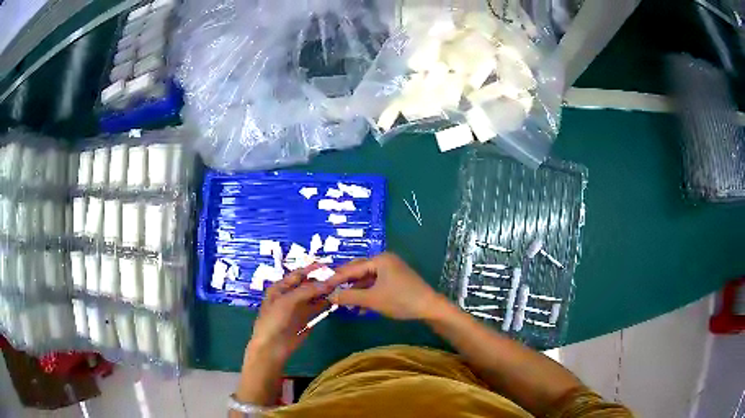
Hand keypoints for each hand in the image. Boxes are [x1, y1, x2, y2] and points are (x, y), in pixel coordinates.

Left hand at [248, 265, 332, 362]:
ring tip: (340, 288)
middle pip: (307, 285)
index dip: (311, 269)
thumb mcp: (288, 301)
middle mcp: (289, 296)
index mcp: (280, 288)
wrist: (272, 347)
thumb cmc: (274, 320)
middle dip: (321, 281)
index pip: (297, 274)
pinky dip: (325, 304)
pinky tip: (335, 301)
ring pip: (313, 297)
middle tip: (338, 278)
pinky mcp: (305, 320)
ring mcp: (297, 308)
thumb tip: (329, 282)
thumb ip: (307, 290)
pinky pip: (316, 309)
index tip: (328, 265)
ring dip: (324, 293)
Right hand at [325, 253, 443, 319]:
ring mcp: (391, 271)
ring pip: (367, 280)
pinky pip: (376, 285)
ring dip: (356, 292)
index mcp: (380, 260)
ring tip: (343, 303)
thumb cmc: (400, 300)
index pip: (352, 268)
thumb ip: (349, 297)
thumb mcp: (372, 299)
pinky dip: (368, 295)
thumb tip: (329, 296)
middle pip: (359, 272)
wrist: (430, 308)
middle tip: (330, 293)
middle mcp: (385, 261)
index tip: (322, 286)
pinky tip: (360, 308)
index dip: (336, 278)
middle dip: (346, 284)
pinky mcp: (396, 281)